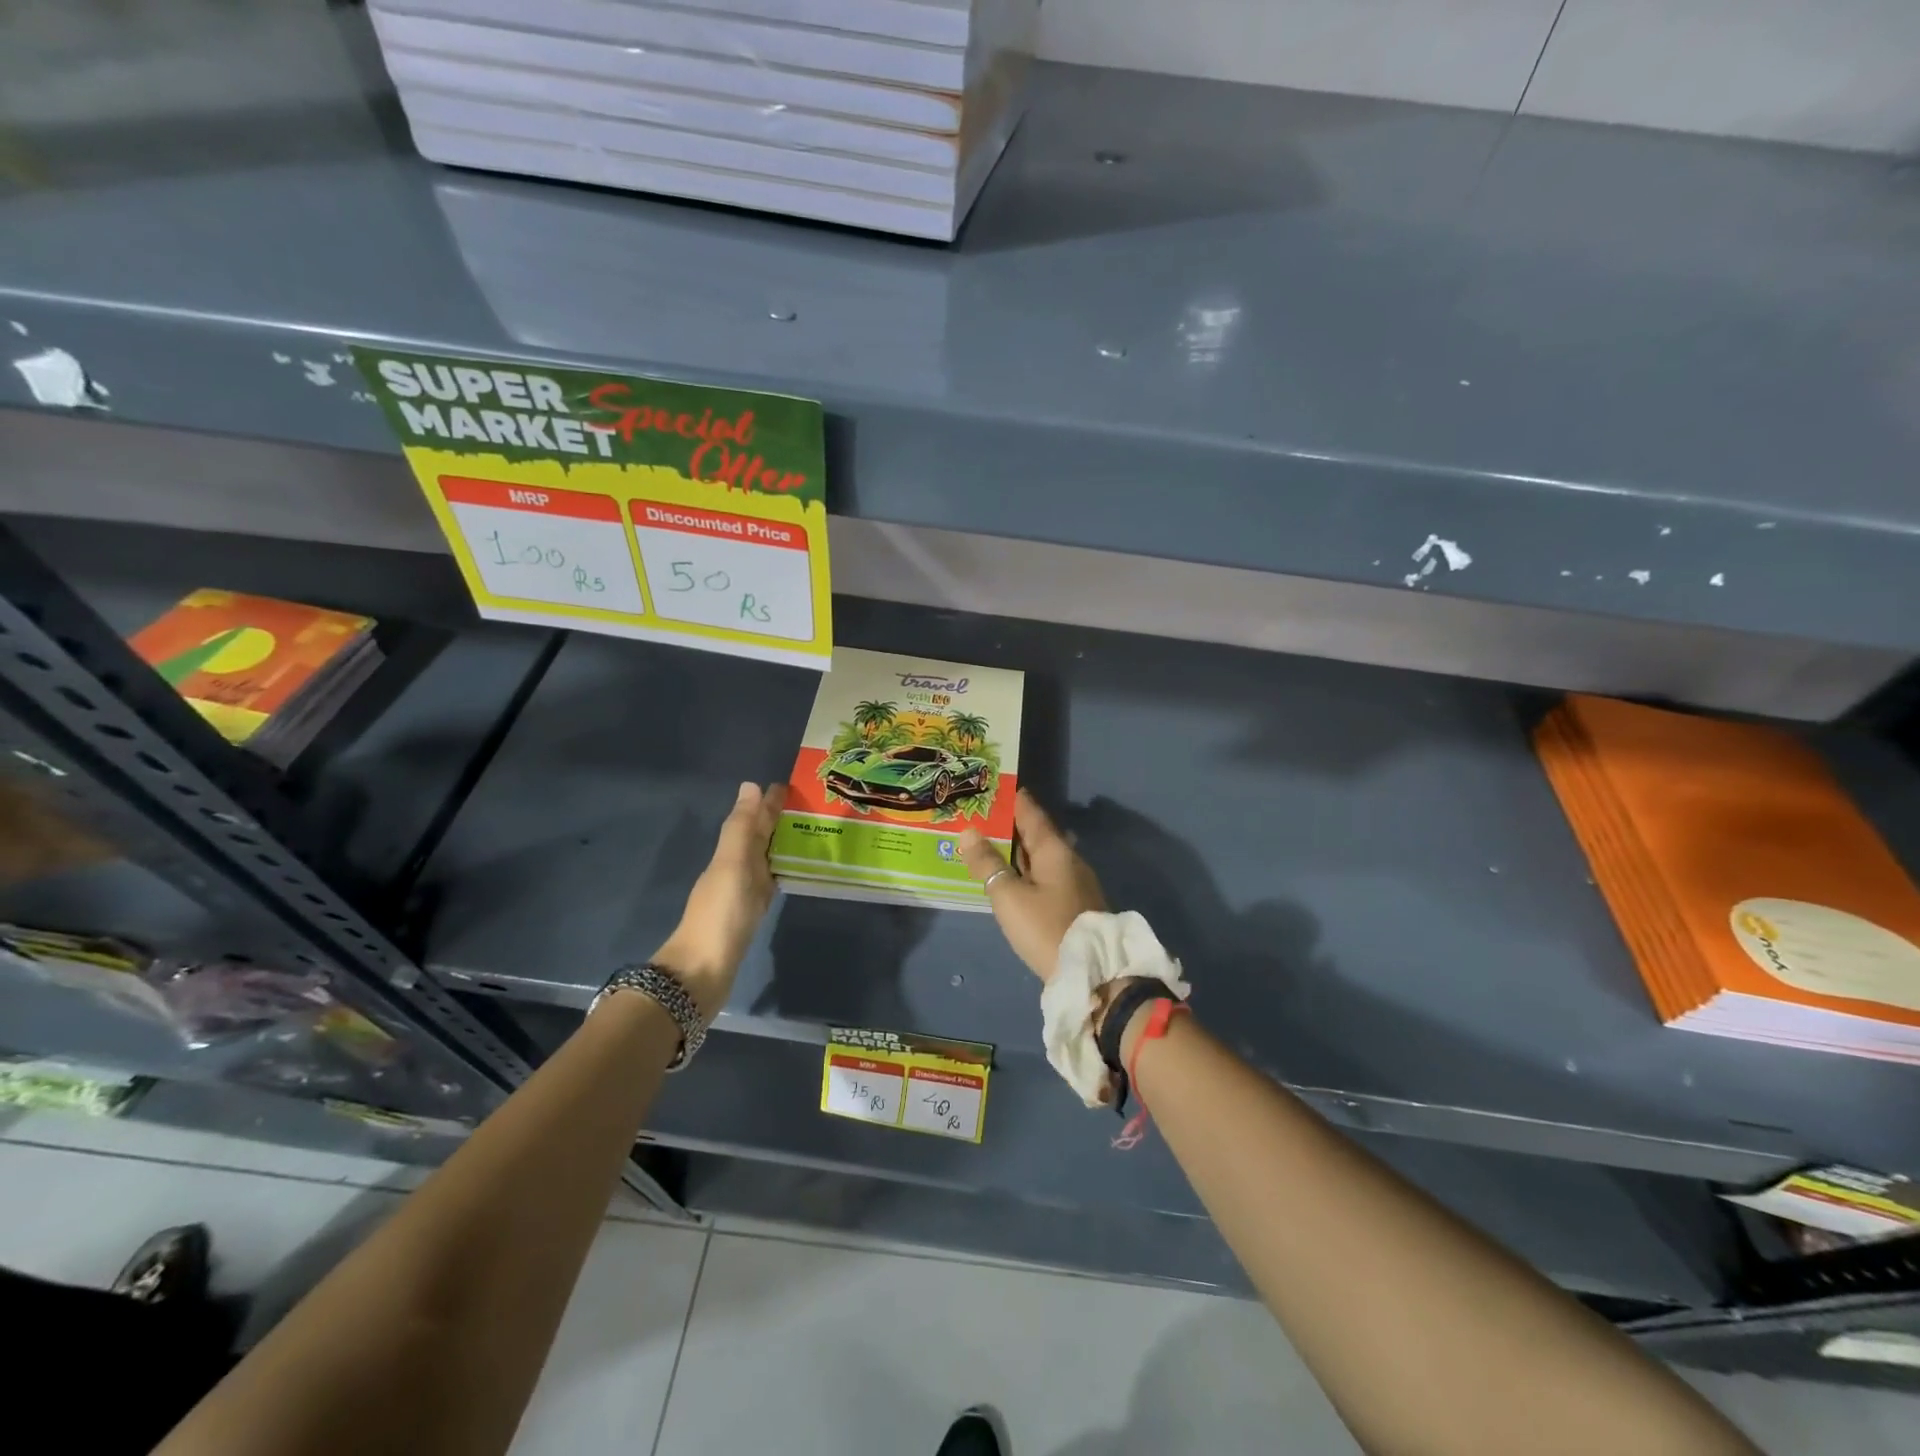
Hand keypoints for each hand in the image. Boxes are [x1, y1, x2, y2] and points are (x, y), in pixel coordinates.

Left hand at [651, 781, 786, 1020]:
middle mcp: (735, 868)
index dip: (768, 803)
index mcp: (730, 853)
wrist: (703, 970)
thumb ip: (742, 827)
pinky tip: (793, 870)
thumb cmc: (721, 913)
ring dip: (781, 842)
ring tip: (810, 831)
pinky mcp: (751, 913)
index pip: (752, 820)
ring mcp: (742, 892)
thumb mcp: (732, 864)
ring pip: (764, 857)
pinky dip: (781, 869)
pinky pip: (769, 880)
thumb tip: (751, 785)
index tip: (791, 786)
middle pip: (757, 837)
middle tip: (808, 806)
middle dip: (777, 819)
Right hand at [958, 788, 1106, 982]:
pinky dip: (1027, 869)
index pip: (1031, 813)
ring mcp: (1075, 882)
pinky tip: (1013, 876)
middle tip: (983, 816)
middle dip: (1011, 824)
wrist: (1092, 973)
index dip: (1012, 799)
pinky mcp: (1075, 904)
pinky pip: (1046, 874)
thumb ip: (987, 864)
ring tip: (992, 843)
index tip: (993, 787)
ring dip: (1019, 849)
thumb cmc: (1046, 928)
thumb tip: (969, 832)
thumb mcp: (1009, 896)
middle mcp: (1069, 859)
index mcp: (1055, 850)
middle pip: (1037, 833)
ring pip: (1042, 856)